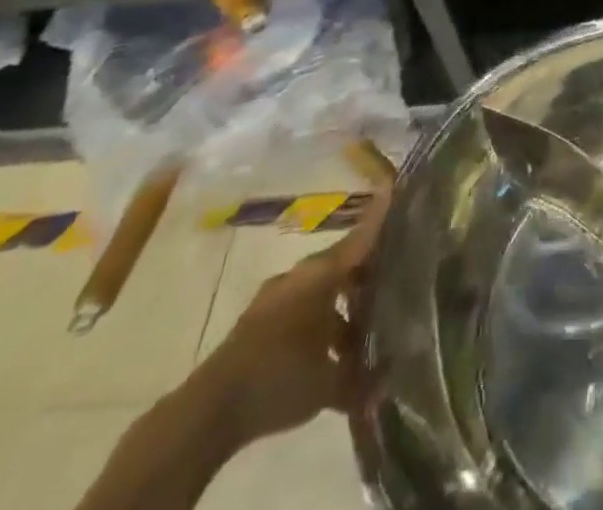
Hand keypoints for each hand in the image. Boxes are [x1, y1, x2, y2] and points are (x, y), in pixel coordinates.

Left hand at [183, 189, 390, 450]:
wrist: (207, 412)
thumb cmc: (279, 377)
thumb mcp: (329, 382)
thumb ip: (363, 375)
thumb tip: (388, 377)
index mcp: (321, 274)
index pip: (362, 237)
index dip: (381, 217)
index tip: (396, 189)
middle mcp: (299, 276)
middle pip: (342, 263)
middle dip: (367, 272)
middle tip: (393, 280)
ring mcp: (275, 298)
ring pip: (320, 289)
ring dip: (342, 305)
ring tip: (363, 329)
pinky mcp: (257, 323)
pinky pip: (300, 310)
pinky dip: (319, 322)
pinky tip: (329, 351)